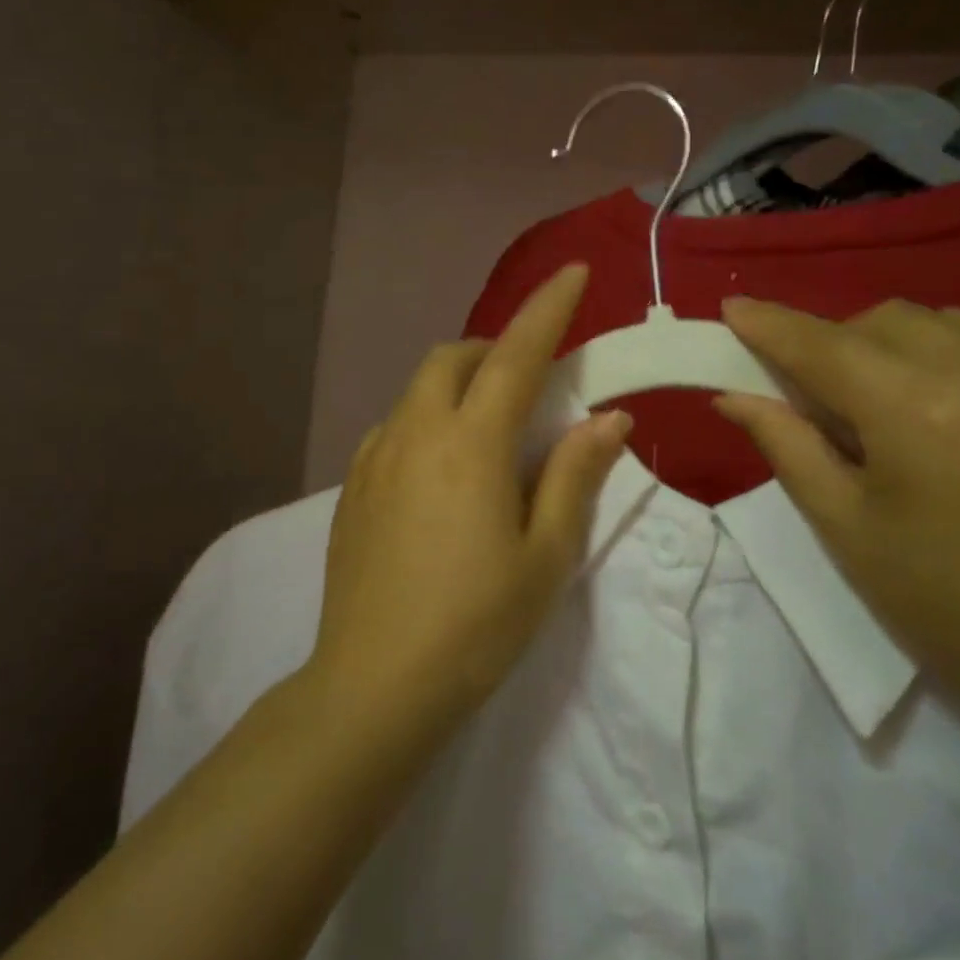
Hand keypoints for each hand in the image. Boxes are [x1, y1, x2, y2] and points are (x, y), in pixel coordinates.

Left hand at [309, 264, 630, 726]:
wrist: (374, 686)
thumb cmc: (476, 624)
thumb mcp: (546, 554)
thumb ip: (575, 474)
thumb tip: (607, 417)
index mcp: (471, 445)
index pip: (516, 355)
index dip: (548, 309)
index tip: (573, 272)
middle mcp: (416, 434)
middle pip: (453, 358)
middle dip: (494, 348)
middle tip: (529, 380)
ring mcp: (375, 459)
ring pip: (419, 390)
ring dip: (459, 384)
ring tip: (489, 428)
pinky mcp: (351, 488)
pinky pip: (394, 426)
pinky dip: (427, 420)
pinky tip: (441, 468)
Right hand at [715, 297, 959, 713]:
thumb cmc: (937, 600)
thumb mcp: (842, 524)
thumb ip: (785, 443)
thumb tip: (733, 395)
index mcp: (917, 413)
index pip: (825, 347)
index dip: (774, 326)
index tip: (735, 309)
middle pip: (888, 320)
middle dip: (842, 343)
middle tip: (828, 395)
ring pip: (952, 323)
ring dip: (905, 347)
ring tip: (902, 404)